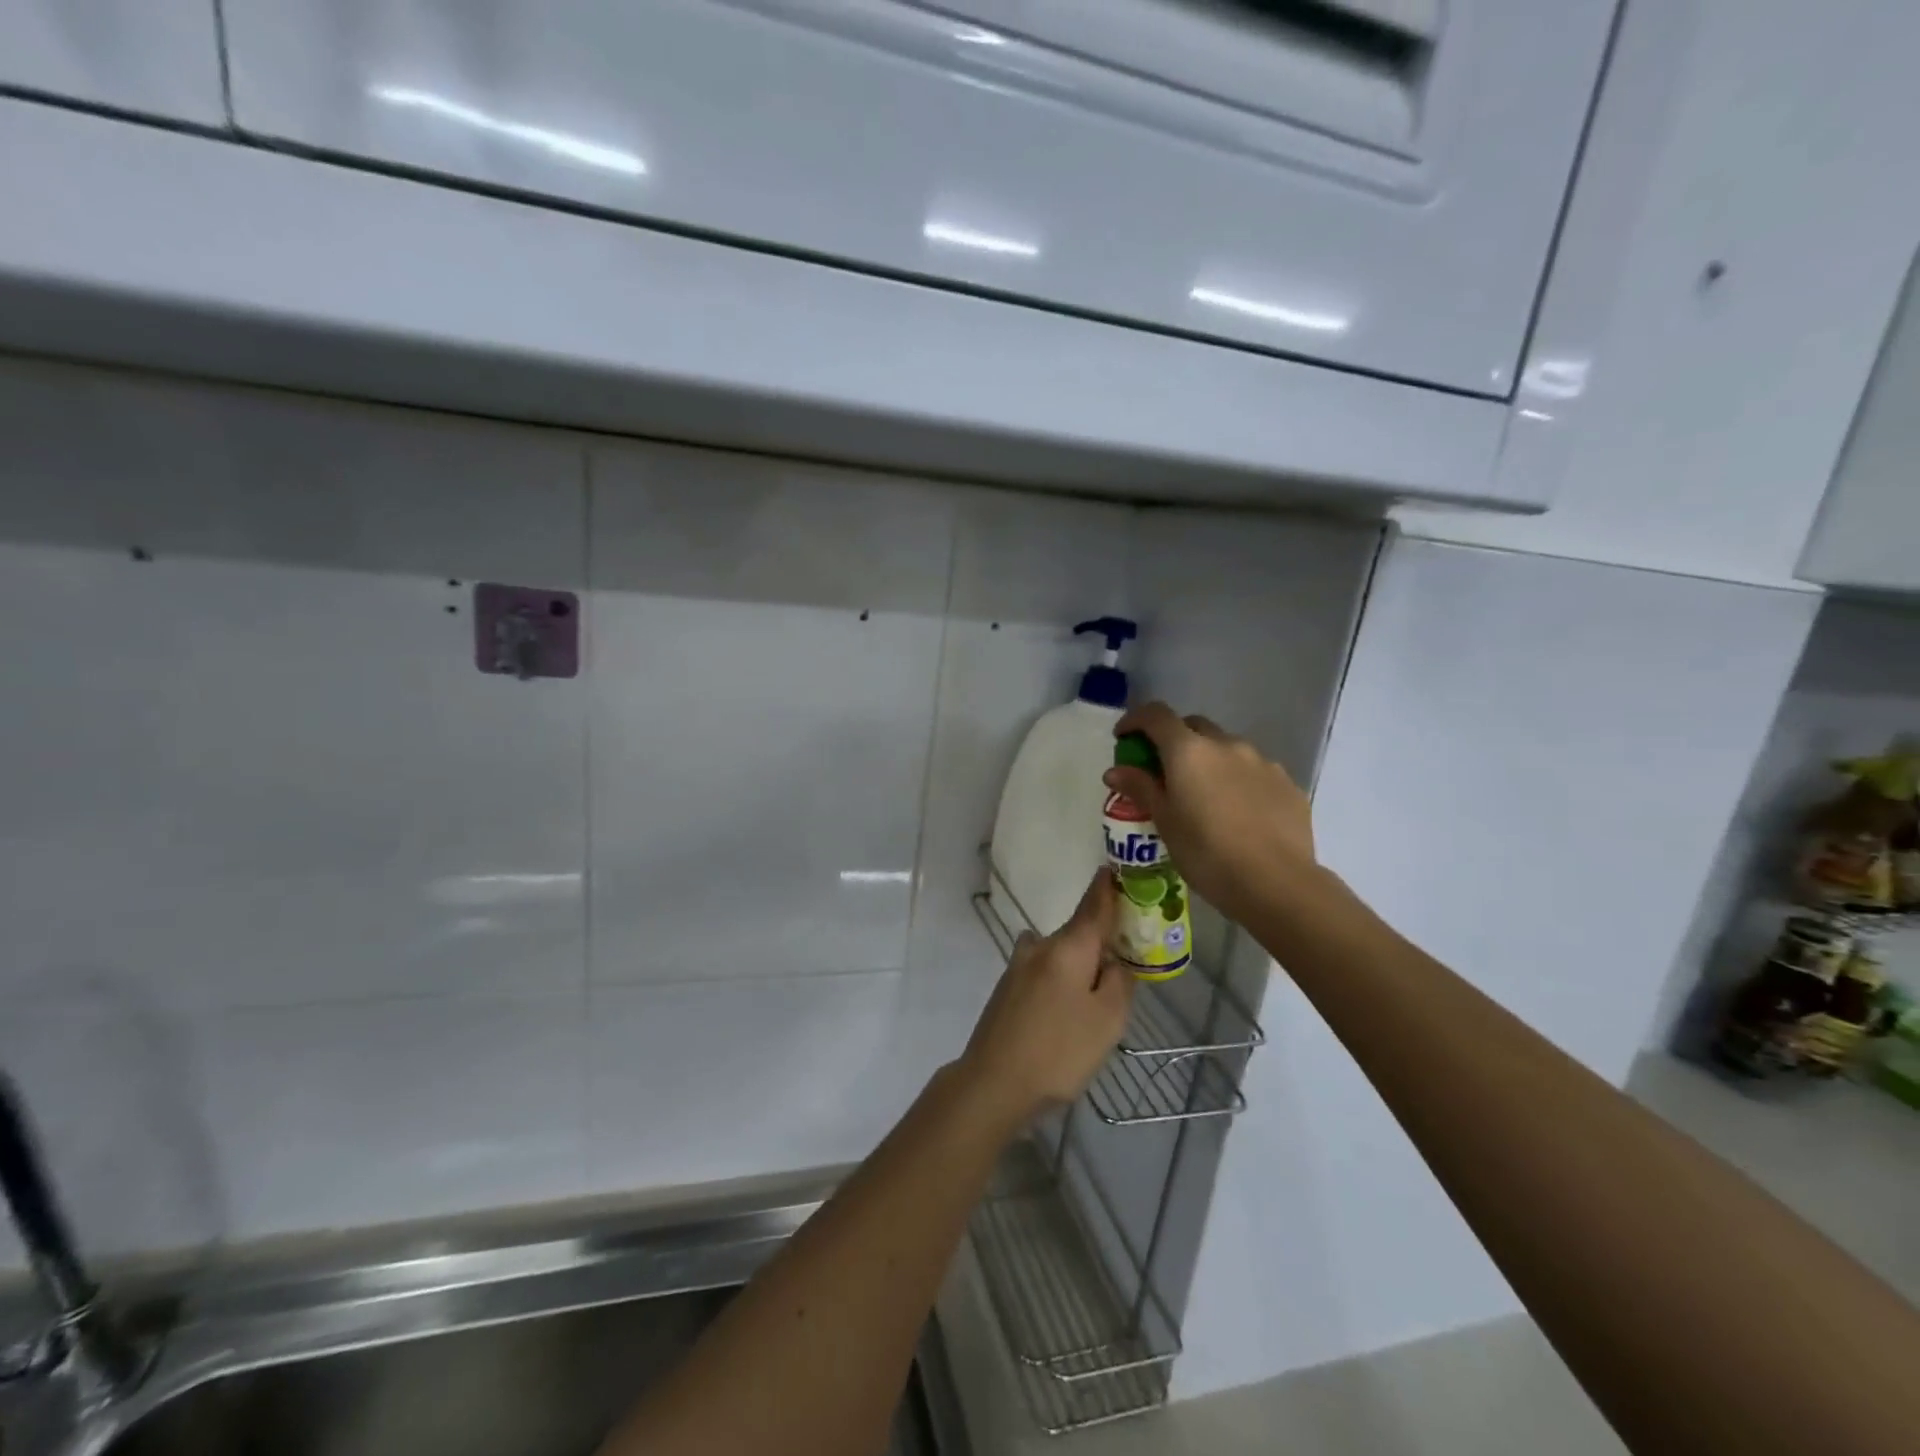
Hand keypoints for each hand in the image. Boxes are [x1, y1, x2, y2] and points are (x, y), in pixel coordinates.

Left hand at [955, 870, 1134, 1123]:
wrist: (993, 1082)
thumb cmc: (1059, 1050)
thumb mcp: (1108, 1020)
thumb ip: (1120, 982)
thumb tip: (1115, 960)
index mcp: (1068, 946)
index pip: (1094, 904)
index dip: (1110, 886)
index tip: (1120, 868)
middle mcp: (1040, 946)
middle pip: (1078, 931)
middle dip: (1101, 938)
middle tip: (1128, 959)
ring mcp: (1018, 967)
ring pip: (1059, 953)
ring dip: (1079, 962)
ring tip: (1098, 996)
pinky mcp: (1007, 989)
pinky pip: (1045, 972)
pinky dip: (1062, 978)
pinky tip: (1067, 1012)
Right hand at [1103, 701, 1314, 925]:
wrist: (1277, 883)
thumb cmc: (1207, 853)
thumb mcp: (1165, 822)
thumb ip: (1140, 788)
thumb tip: (1115, 770)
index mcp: (1189, 750)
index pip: (1156, 715)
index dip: (1136, 720)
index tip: (1124, 738)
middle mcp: (1226, 744)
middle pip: (1193, 726)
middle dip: (1173, 740)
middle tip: (1163, 770)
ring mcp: (1261, 761)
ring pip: (1226, 748)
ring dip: (1208, 760)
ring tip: (1204, 796)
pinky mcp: (1286, 783)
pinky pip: (1253, 770)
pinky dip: (1237, 779)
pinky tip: (1237, 812)